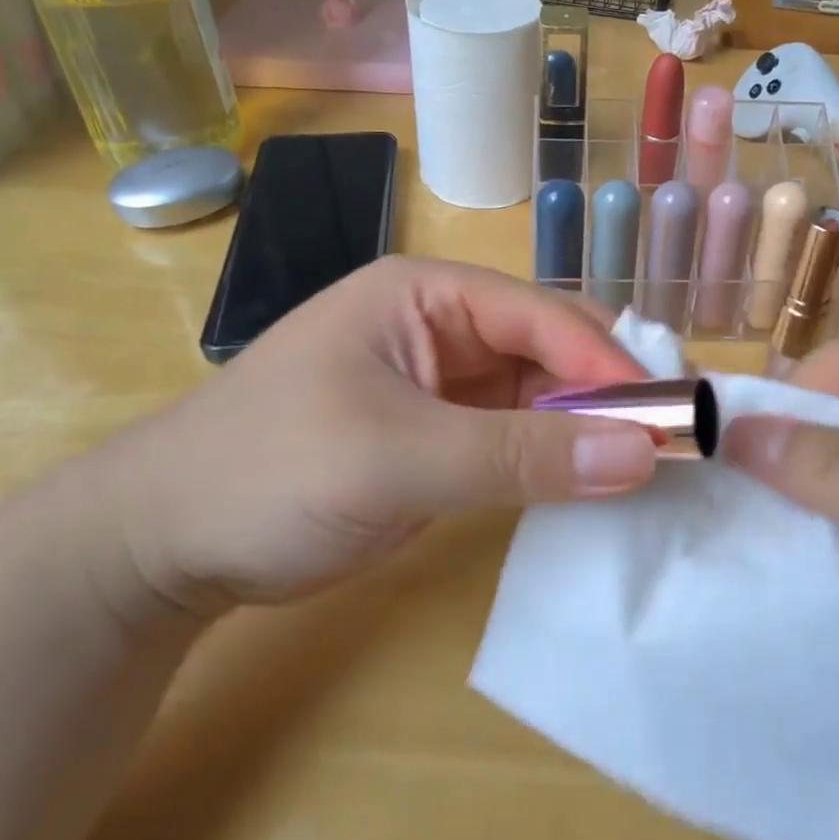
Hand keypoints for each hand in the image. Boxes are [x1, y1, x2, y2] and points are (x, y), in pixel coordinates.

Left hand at [89, 258, 659, 616]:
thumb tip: (640, 454)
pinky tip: (596, 479)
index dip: (606, 360)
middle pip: (547, 348)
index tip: (668, 410)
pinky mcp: (442, 435)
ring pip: (539, 394)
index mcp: (426, 294)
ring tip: (650, 462)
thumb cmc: (270, 471)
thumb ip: (520, 456)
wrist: (165, 545)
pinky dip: (556, 457)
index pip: (539, 314)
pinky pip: (517, 436)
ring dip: (587, 425)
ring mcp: (443, 383)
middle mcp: (443, 326)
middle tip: (673, 437)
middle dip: (606, 390)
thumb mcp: (397, 457)